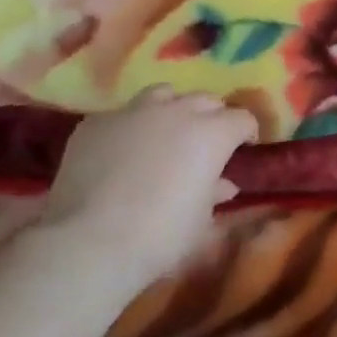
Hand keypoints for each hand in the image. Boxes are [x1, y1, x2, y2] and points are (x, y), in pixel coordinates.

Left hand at [39, 87, 257, 289]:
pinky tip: (122, 149)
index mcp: (214, 133)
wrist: (89, 242)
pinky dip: (129, 126)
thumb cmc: (162, 233)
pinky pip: (120, 115)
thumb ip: (214, 192)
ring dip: (172, 108)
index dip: (246, 133)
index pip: (243, 118)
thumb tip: (222, 185)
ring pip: (163, 94)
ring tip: (165, 131)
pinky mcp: (94, 125)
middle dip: (212, 117)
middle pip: (206, 100)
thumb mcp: (203, 219)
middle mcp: (178, 112)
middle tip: (206, 142)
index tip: (244, 150)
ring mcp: (133, 114)